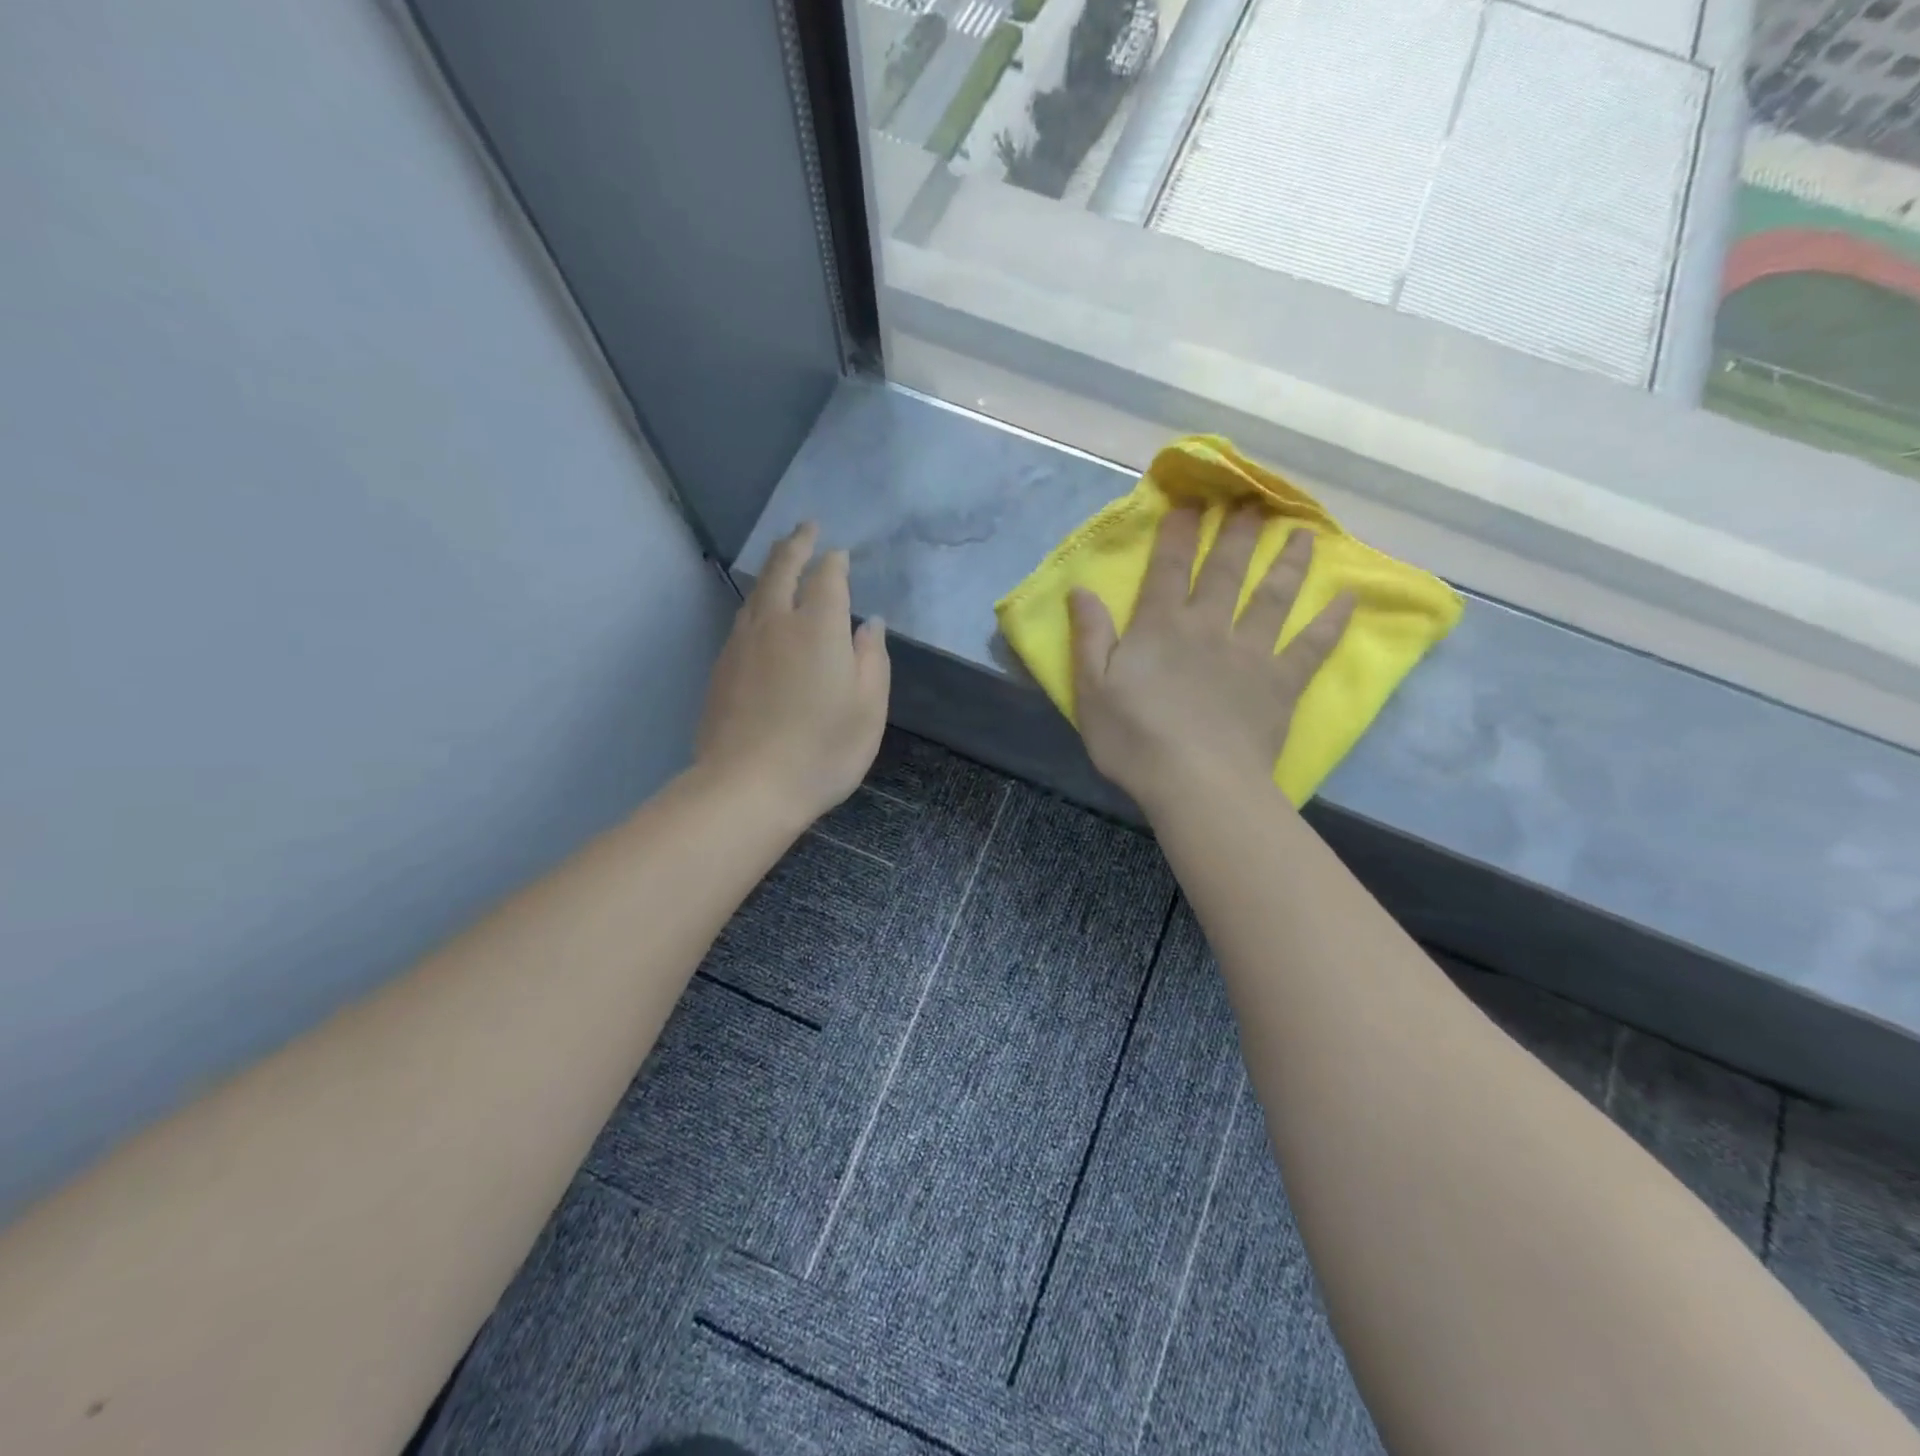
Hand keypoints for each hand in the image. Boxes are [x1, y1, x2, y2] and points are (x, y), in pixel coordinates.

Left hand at [696, 523, 889, 824]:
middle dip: (796, 544)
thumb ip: (872, 659)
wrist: (748, 787)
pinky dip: (757, 601)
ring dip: (772, 568)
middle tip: (805, 527)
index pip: (826, 577)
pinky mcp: (722, 667)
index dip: (834, 561)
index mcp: (817, 627)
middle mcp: (775, 622)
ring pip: (756, 591)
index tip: (839, 552)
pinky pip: (743, 618)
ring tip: (782, 558)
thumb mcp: (869, 708)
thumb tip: (869, 624)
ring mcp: (742, 643)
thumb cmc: (823, 750)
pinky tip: (761, 611)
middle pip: (782, 569)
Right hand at [1069, 505, 1352, 815]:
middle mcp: (1209, 627)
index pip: (1169, 567)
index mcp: (1161, 627)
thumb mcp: (1092, 690)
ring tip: (1303, 532)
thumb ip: (1089, 637)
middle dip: (1237, 532)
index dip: (1178, 531)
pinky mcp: (1281, 682)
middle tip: (1253, 500)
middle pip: (1226, 570)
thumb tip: (1081, 590)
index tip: (1191, 500)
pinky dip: (1333, 621)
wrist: (1197, 783)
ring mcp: (1251, 652)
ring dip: (1288, 561)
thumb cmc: (1135, 739)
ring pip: (1274, 596)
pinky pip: (1312, 645)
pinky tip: (1350, 597)